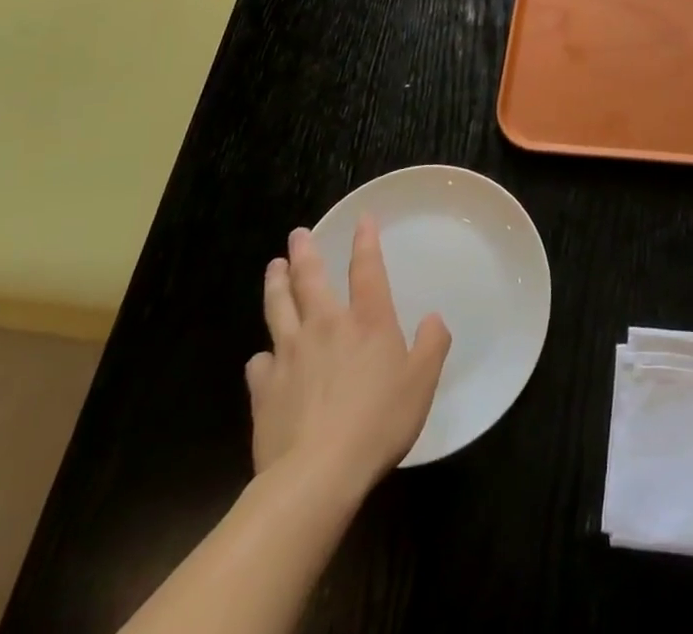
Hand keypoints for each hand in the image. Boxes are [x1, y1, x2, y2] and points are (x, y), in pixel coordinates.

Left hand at [245, 220, 451, 501]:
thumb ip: (432, 345)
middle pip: (310, 280)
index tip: (362, 219)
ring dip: (276, 285)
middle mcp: (326, 327)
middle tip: (297, 234)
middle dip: (304, 253)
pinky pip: (259, 363)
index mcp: (368, 321)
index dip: (366, 241)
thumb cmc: (378, 422)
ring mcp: (290, 356)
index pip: (367, 268)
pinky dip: (262, 355)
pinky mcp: (264, 390)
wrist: (316, 474)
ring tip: (273, 267)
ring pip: (278, 309)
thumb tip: (433, 319)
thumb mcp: (422, 382)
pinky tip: (262, 357)